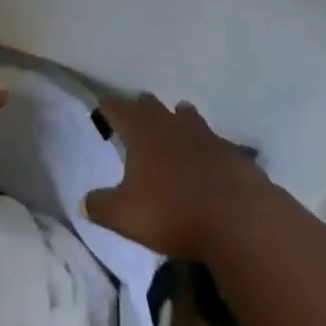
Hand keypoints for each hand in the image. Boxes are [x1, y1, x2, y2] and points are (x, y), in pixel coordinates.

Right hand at [82, 94, 267, 260]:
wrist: (241, 221)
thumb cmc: (174, 213)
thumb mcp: (126, 216)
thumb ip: (101, 206)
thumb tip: (83, 202)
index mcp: (142, 134)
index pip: (119, 109)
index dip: (109, 106)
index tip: (102, 104)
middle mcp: (172, 126)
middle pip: (152, 106)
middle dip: (141, 107)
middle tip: (135, 112)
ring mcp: (206, 137)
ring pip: (187, 116)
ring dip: (177, 117)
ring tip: (174, 122)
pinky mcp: (233, 154)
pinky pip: (214, 142)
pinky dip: (206, 146)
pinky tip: (208, 160)